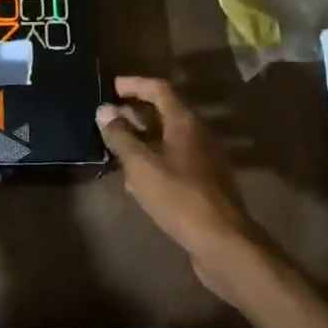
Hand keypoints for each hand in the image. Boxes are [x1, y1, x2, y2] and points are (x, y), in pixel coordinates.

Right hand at [96, 76, 267, 302]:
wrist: (223, 243)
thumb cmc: (179, 197)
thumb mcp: (141, 166)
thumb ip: (121, 137)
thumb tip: (104, 110)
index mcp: (185, 123)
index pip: (159, 89)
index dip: (135, 84)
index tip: (112, 86)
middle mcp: (198, 135)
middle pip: (165, 112)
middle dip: (137, 111)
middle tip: (110, 115)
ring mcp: (204, 160)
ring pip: (169, 138)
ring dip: (143, 137)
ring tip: (117, 144)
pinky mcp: (204, 184)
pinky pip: (174, 160)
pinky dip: (153, 159)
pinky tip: (136, 178)